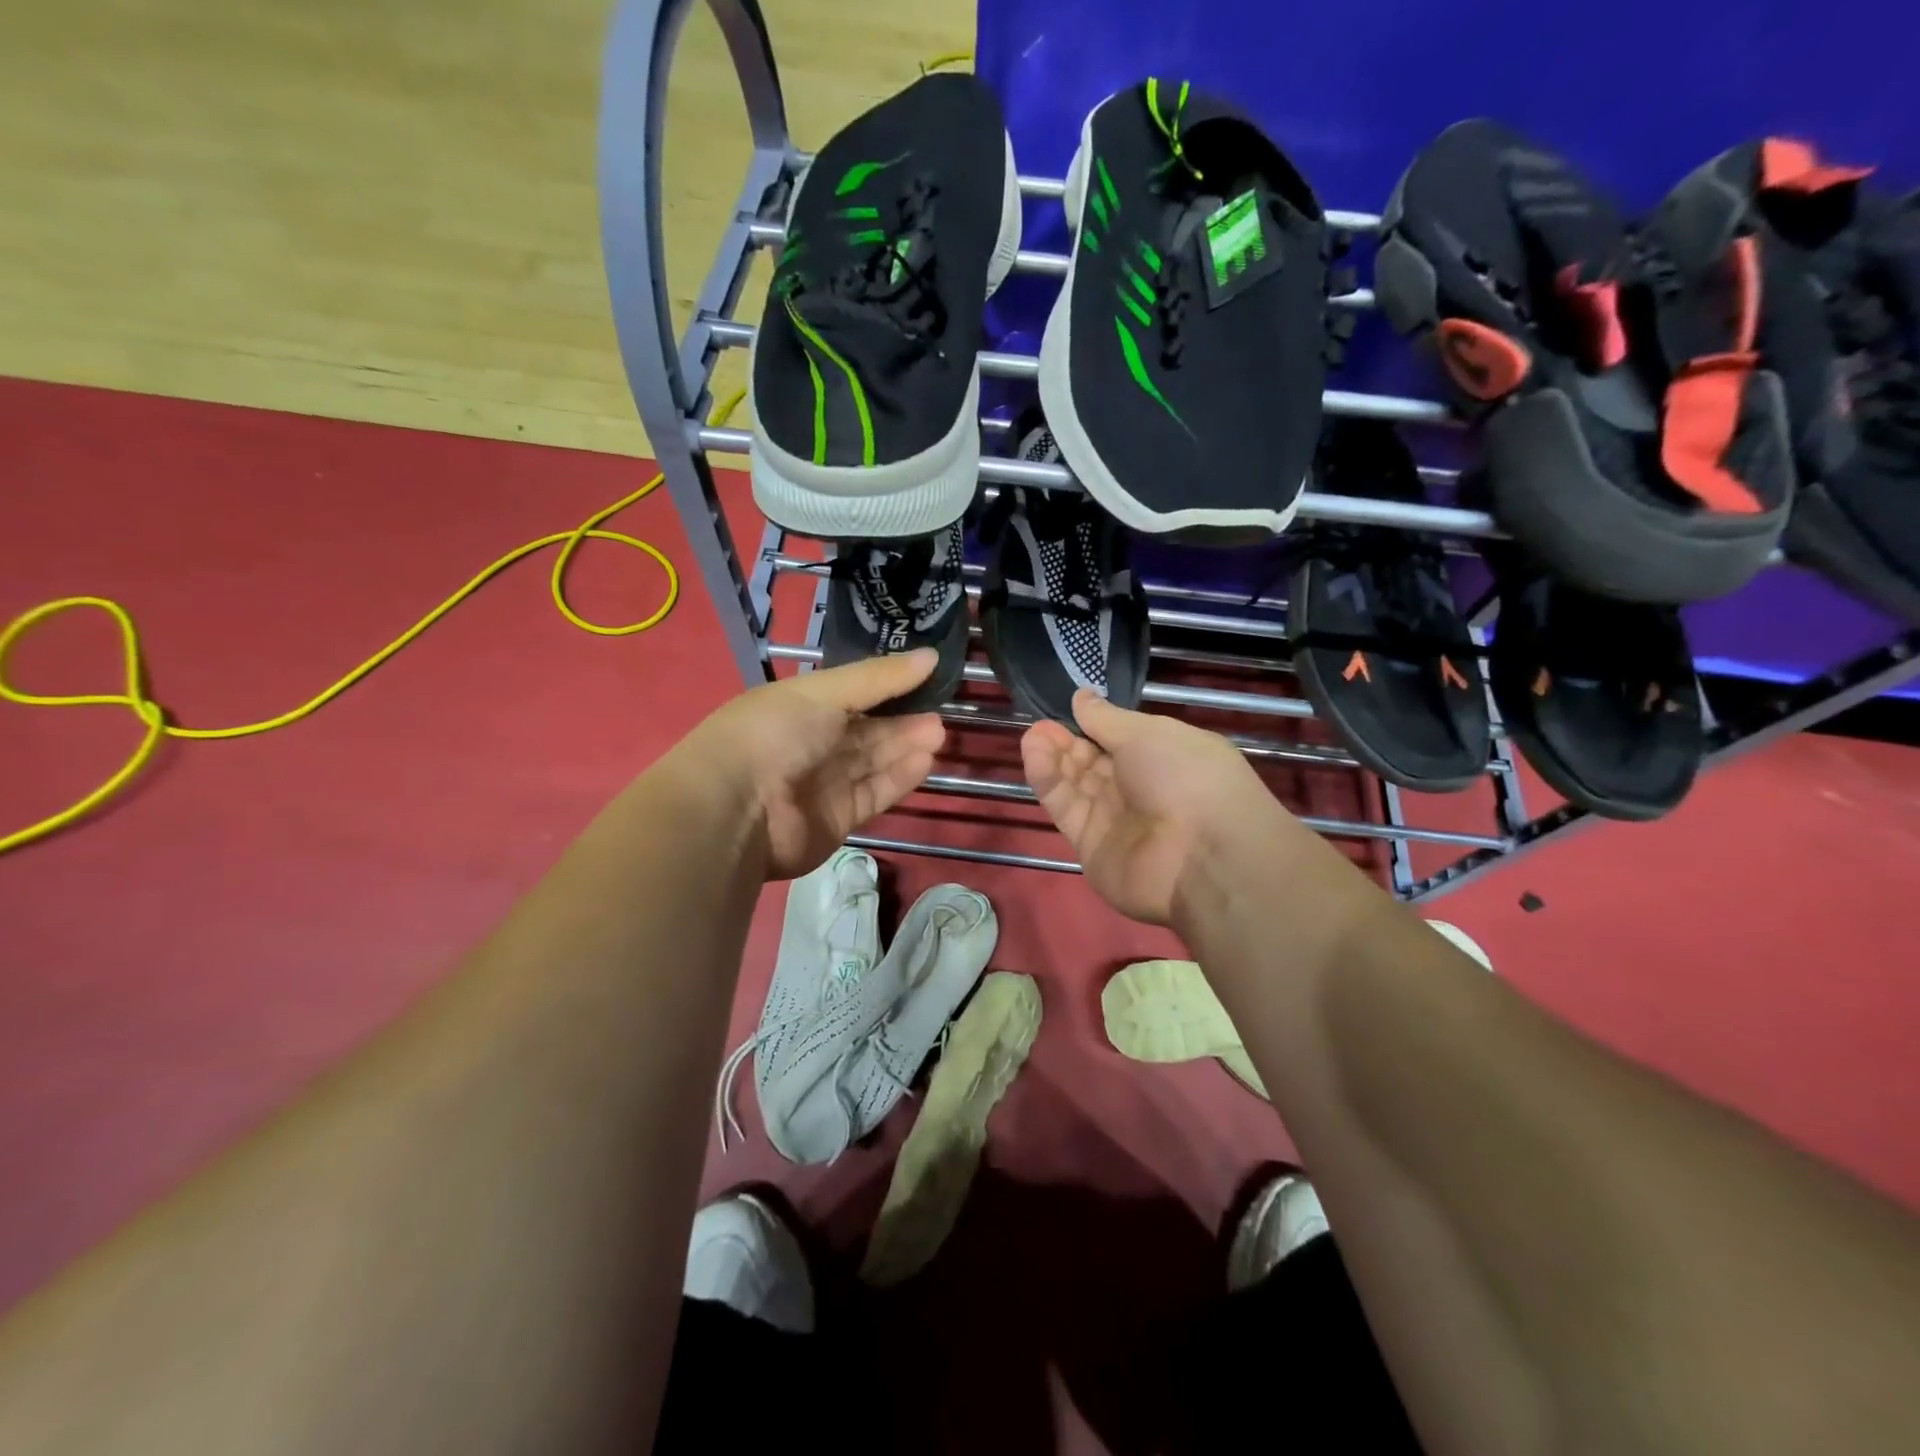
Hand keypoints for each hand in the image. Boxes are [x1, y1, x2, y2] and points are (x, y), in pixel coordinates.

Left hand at [681, 651, 945, 879]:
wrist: (738, 809)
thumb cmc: (776, 733)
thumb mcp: (825, 692)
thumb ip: (879, 677)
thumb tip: (931, 655)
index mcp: (799, 707)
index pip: (851, 693)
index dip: (887, 686)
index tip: (927, 677)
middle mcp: (811, 744)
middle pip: (866, 730)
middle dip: (902, 720)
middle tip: (940, 712)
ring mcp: (824, 783)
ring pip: (873, 761)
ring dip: (905, 746)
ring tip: (938, 733)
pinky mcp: (838, 818)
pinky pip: (874, 793)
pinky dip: (898, 777)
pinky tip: (924, 761)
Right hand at [1021, 690, 1276, 924]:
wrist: (1200, 856)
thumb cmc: (1186, 776)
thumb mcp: (1148, 733)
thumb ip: (1107, 719)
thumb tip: (1082, 697)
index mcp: (1165, 757)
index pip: (1121, 739)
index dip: (1093, 724)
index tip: (1068, 708)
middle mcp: (1140, 789)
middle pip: (1094, 762)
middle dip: (1068, 741)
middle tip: (1041, 724)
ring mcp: (1115, 820)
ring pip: (1076, 784)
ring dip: (1054, 758)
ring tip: (1032, 736)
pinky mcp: (1091, 846)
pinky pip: (1067, 809)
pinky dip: (1050, 783)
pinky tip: (1035, 756)